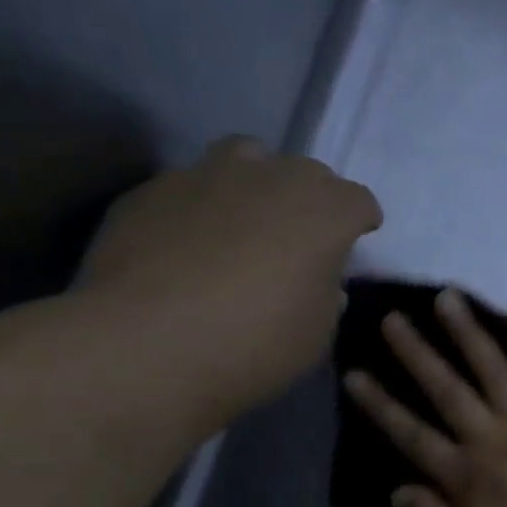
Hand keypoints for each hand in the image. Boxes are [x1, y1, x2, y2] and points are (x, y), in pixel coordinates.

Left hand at [79, 136, 380, 415]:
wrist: (147, 346)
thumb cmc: (255, 346)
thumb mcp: (316, 336)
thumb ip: (326, 297)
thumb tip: (319, 281)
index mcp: (322, 211)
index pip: (357, 201)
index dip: (360, 220)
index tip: (356, 239)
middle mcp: (269, 176)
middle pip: (305, 173)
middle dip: (311, 201)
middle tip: (301, 239)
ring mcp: (205, 175)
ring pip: (245, 160)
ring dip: (255, 185)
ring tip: (244, 224)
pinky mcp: (152, 190)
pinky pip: (191, 189)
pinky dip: (201, 210)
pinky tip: (188, 247)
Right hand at [344, 289, 506, 506]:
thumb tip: (395, 490)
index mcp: (466, 477)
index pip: (412, 435)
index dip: (380, 405)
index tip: (354, 373)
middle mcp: (493, 438)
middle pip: (447, 389)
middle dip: (416, 353)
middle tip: (392, 318)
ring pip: (494, 368)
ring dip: (468, 332)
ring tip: (447, 298)